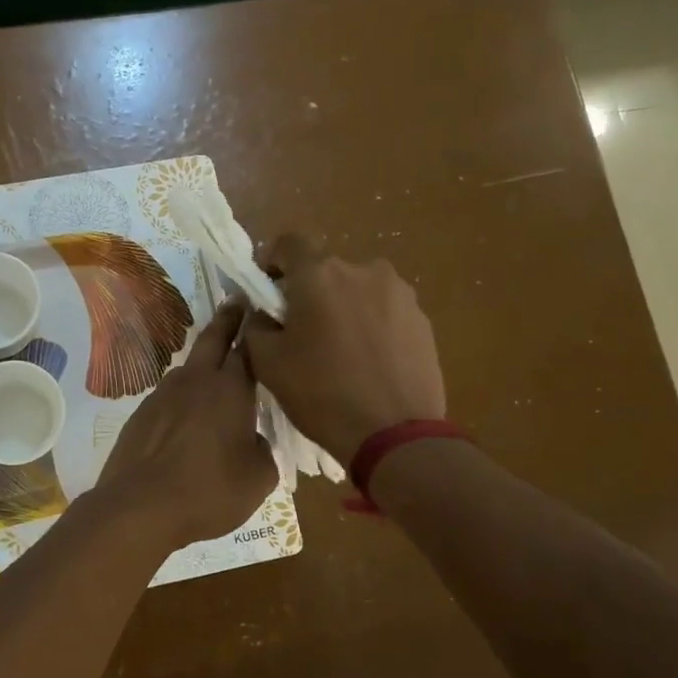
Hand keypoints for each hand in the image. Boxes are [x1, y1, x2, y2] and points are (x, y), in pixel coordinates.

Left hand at [95, 300, 276, 547]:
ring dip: (203, 362)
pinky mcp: (141, 414)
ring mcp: (163, 394)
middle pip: (213, 338)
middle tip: (237, 301)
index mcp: (230, 389)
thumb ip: (265, 451)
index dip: (258, 328)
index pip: (249, 347)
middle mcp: (196, 381)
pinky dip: (183, 397)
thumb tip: (254, 439)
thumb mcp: (259, 478)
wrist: (139, 507)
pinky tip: (187, 419)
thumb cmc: (209, 491)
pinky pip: (170, 396)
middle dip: (228, 318)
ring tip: (215, 372)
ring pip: (189, 368)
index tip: (264, 310)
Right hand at [242, 233, 445, 463]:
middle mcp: (362, 270)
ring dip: (342, 308)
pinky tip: (368, 362)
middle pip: (325, 270)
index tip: (268, 291)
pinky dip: (370, 326)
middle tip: (301, 332)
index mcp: (320, 274)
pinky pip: (383, 311)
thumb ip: (255, 325)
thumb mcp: (267, 362)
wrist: (395, 434)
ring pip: (356, 290)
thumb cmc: (322, 394)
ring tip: (339, 351)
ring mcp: (398, 293)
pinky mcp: (422, 318)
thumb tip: (262, 312)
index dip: (272, 261)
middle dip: (308, 293)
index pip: (289, 243)